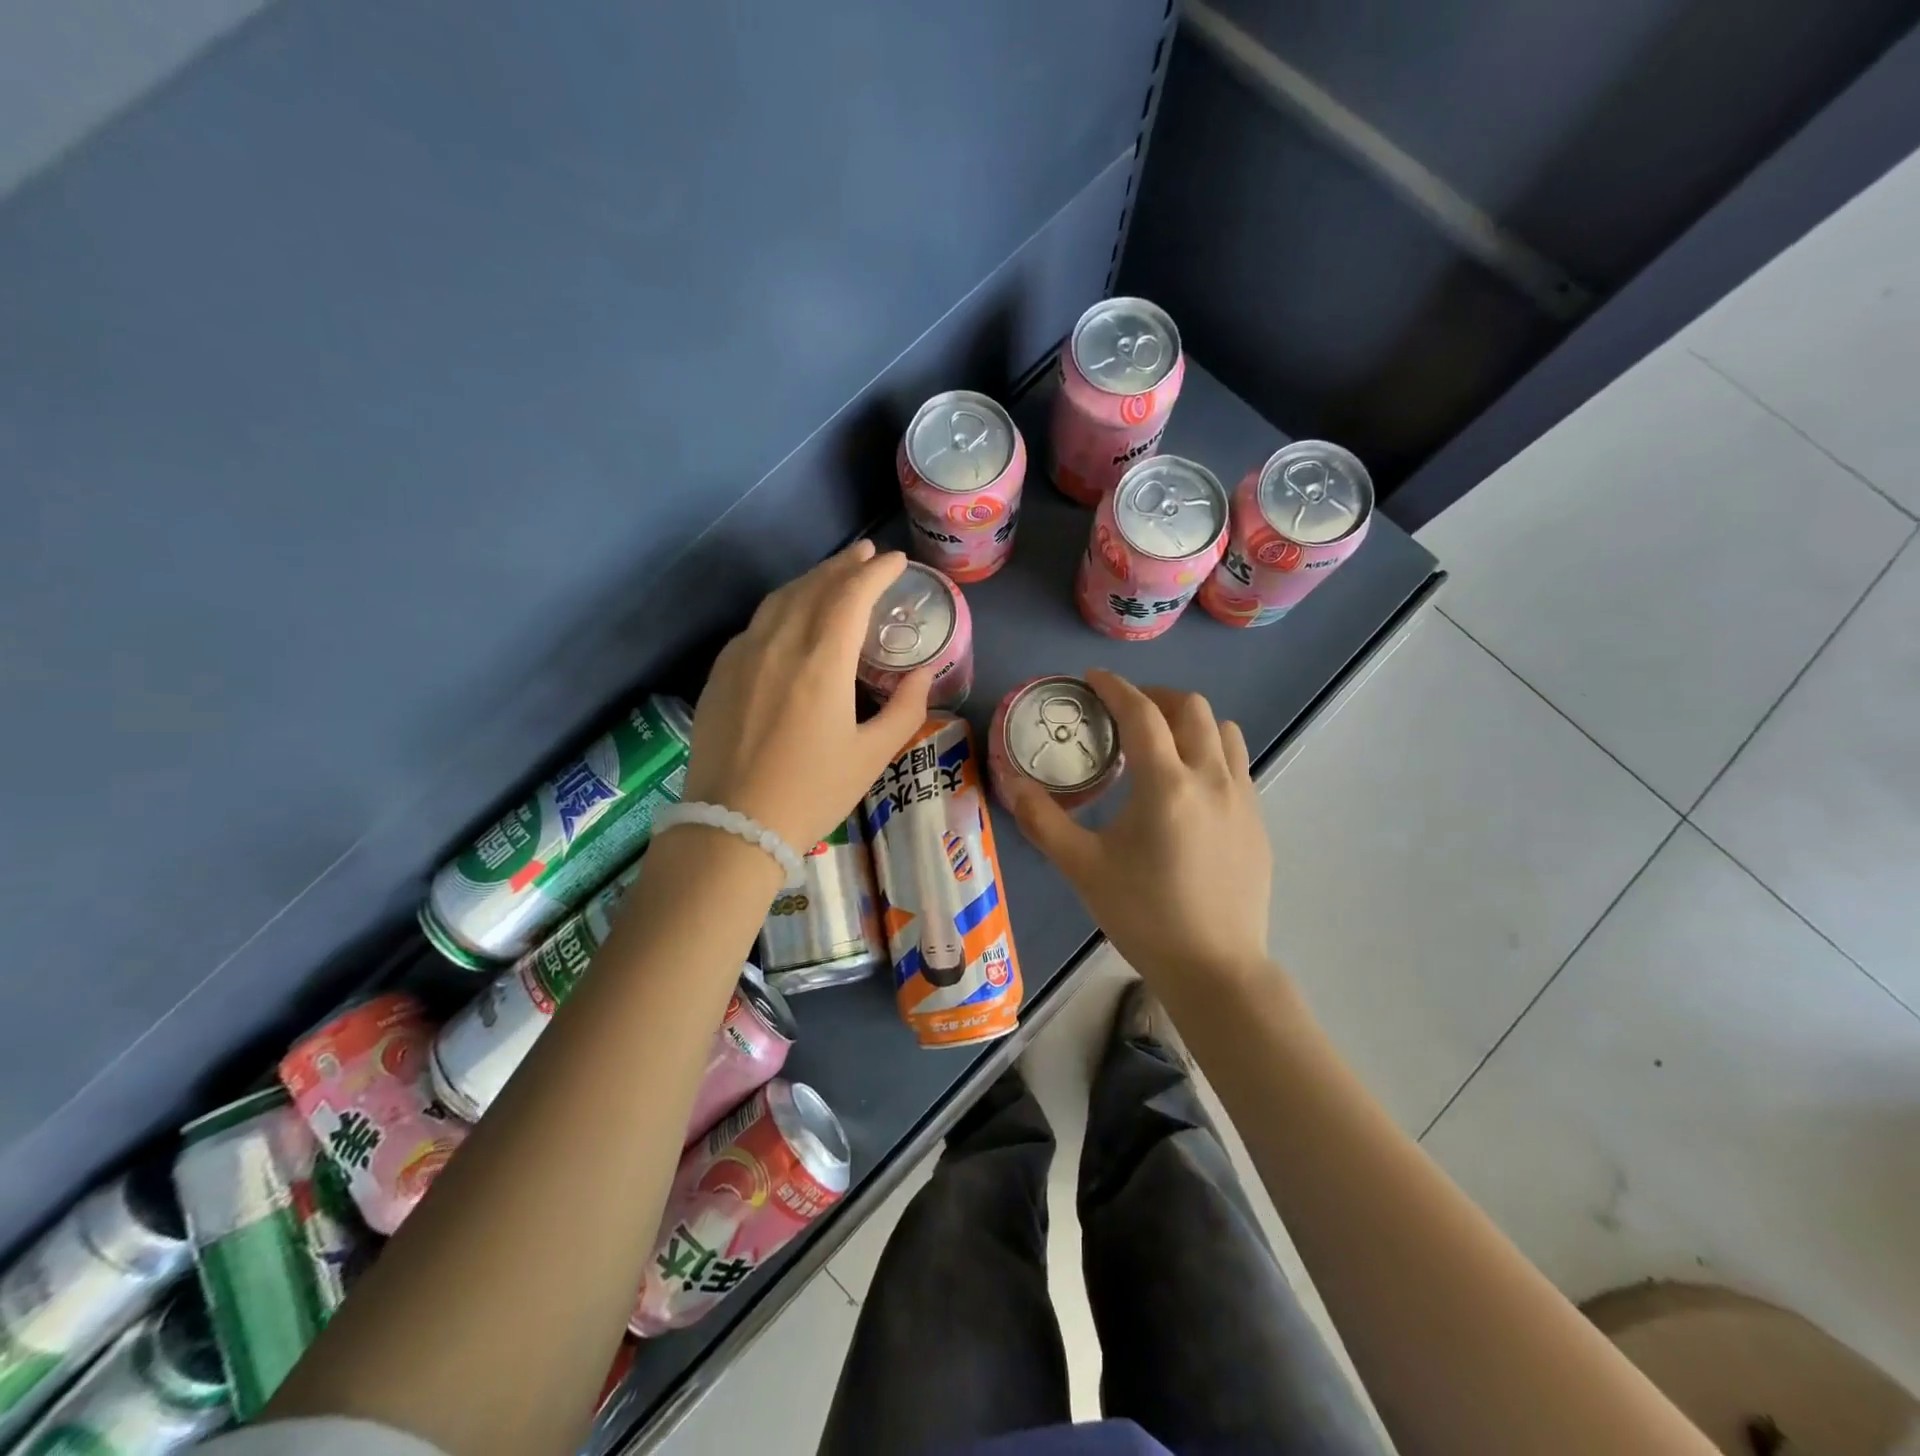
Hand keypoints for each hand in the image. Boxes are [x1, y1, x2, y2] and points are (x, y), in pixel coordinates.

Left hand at [681, 541, 932, 851]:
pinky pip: (757, 622)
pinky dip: (782, 606)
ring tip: (834, 575)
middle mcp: (779, 644)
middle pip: (814, 586)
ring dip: (812, 579)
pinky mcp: (720, 673)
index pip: (851, 595)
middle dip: (844, 566)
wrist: (731, 826)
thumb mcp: (872, 756)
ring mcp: (743, 655)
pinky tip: (792, 615)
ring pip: (780, 599)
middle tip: (867, 555)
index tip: (895, 562)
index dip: (876, 572)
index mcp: (821, 661)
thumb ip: (906, 709)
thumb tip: (923, 674)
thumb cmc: (812, 793)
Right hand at [1008, 670, 1273, 990]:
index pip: (1141, 713)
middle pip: (1191, 708)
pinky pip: (1236, 763)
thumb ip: (1044, 821)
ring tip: (1160, 741)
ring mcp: (1243, 798)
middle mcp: (1211, 778)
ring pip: (1223, 731)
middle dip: (1154, 697)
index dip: (1115, 687)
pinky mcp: (1258, 821)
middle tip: (1123, 712)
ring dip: (1189, 720)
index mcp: (1167, 784)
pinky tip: (1187, 786)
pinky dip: (1209, 751)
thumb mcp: (1082, 868)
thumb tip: (1012, 783)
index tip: (1092, 678)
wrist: (1214, 968)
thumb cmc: (1144, 915)